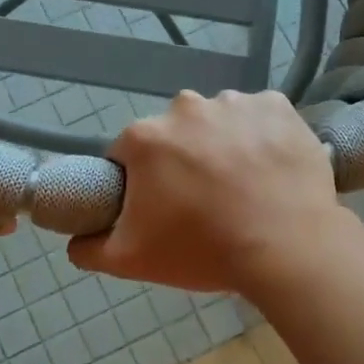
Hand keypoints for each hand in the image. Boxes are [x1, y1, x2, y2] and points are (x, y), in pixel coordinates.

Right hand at [68, 90, 358, 296]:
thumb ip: (89, 248)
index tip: (160, 207)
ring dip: (222, 145)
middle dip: (181, 161)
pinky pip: (259, 117)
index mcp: (145, 137)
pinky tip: (270, 168)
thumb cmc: (203, 250)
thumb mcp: (130, 260)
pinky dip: (261, 136)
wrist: (288, 249)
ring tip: (243, 187)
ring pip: (217, 123)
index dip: (140, 182)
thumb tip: (75, 241)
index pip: (128, 155)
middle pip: (173, 135)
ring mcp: (235, 102)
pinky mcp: (278, 105)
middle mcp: (185, 107)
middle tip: (203, 201)